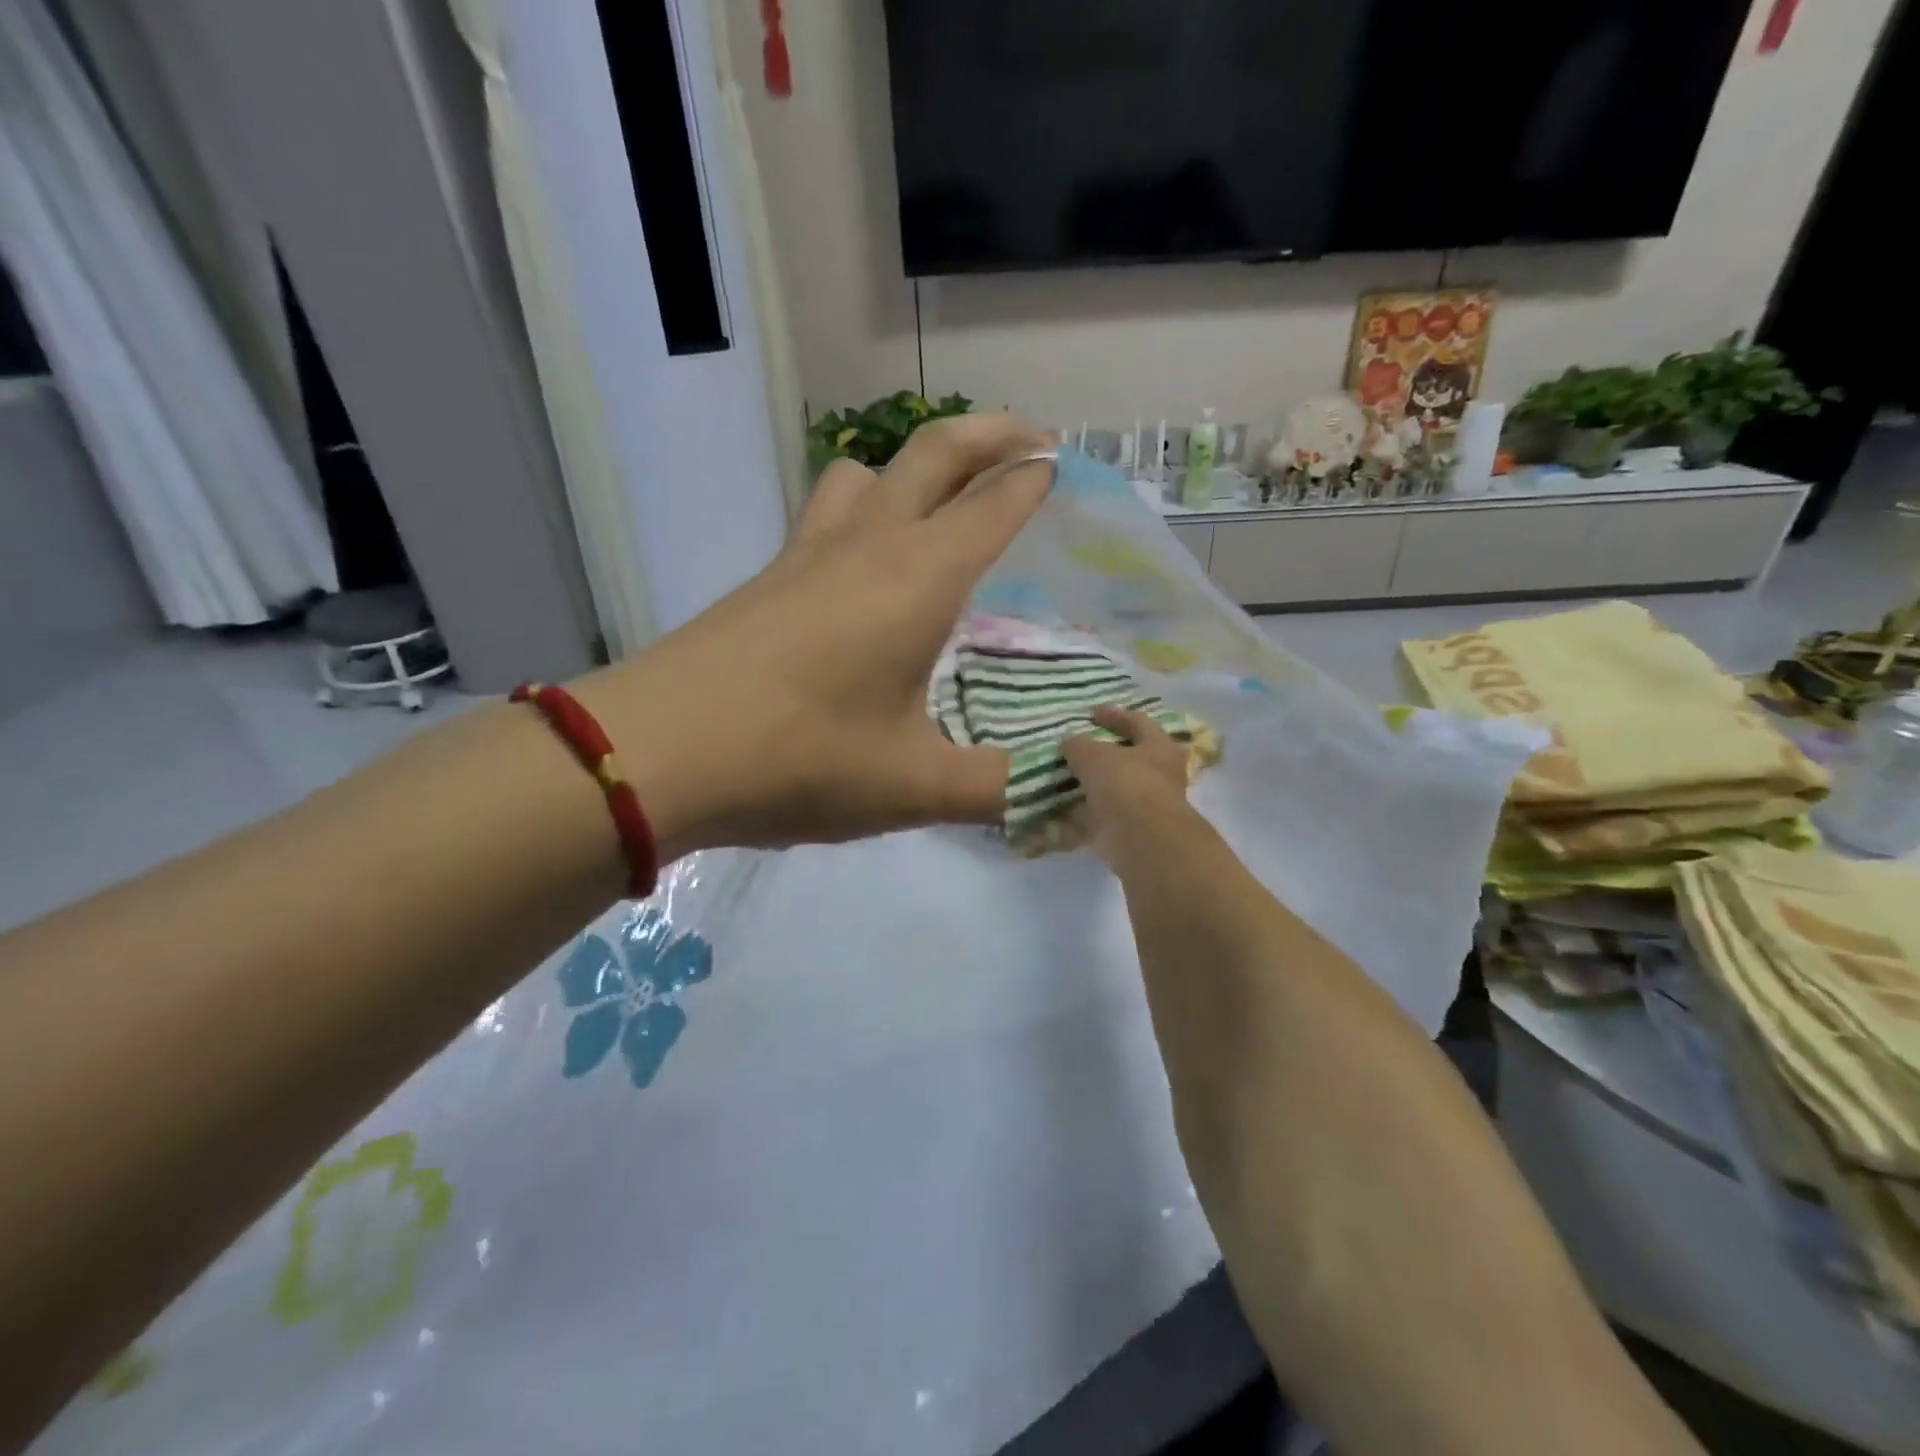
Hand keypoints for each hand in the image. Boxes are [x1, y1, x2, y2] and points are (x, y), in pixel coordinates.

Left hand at [578, 414, 1056, 858]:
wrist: (658, 751)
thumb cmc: (800, 758)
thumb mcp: (913, 787)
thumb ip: (994, 791)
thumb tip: (1054, 796)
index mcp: (919, 578)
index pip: (991, 506)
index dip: (1031, 481)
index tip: (1060, 465)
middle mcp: (868, 545)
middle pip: (934, 452)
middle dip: (990, 432)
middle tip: (1030, 436)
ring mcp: (808, 554)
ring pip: (865, 470)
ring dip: (911, 464)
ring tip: (937, 496)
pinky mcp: (767, 577)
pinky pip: (825, 511)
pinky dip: (860, 504)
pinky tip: (861, 560)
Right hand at [1063, 706, 1197, 865]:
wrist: (1142, 840)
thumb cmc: (1126, 784)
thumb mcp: (1094, 755)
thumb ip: (1078, 745)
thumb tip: (1069, 741)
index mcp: (1158, 747)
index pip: (1138, 722)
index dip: (1114, 715)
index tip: (1090, 712)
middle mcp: (1157, 775)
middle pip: (1127, 759)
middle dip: (1100, 756)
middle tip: (1074, 750)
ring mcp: (1144, 806)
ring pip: (1111, 791)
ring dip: (1088, 788)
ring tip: (1058, 780)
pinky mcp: (1128, 832)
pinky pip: (1099, 819)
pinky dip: (1079, 816)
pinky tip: (1055, 812)